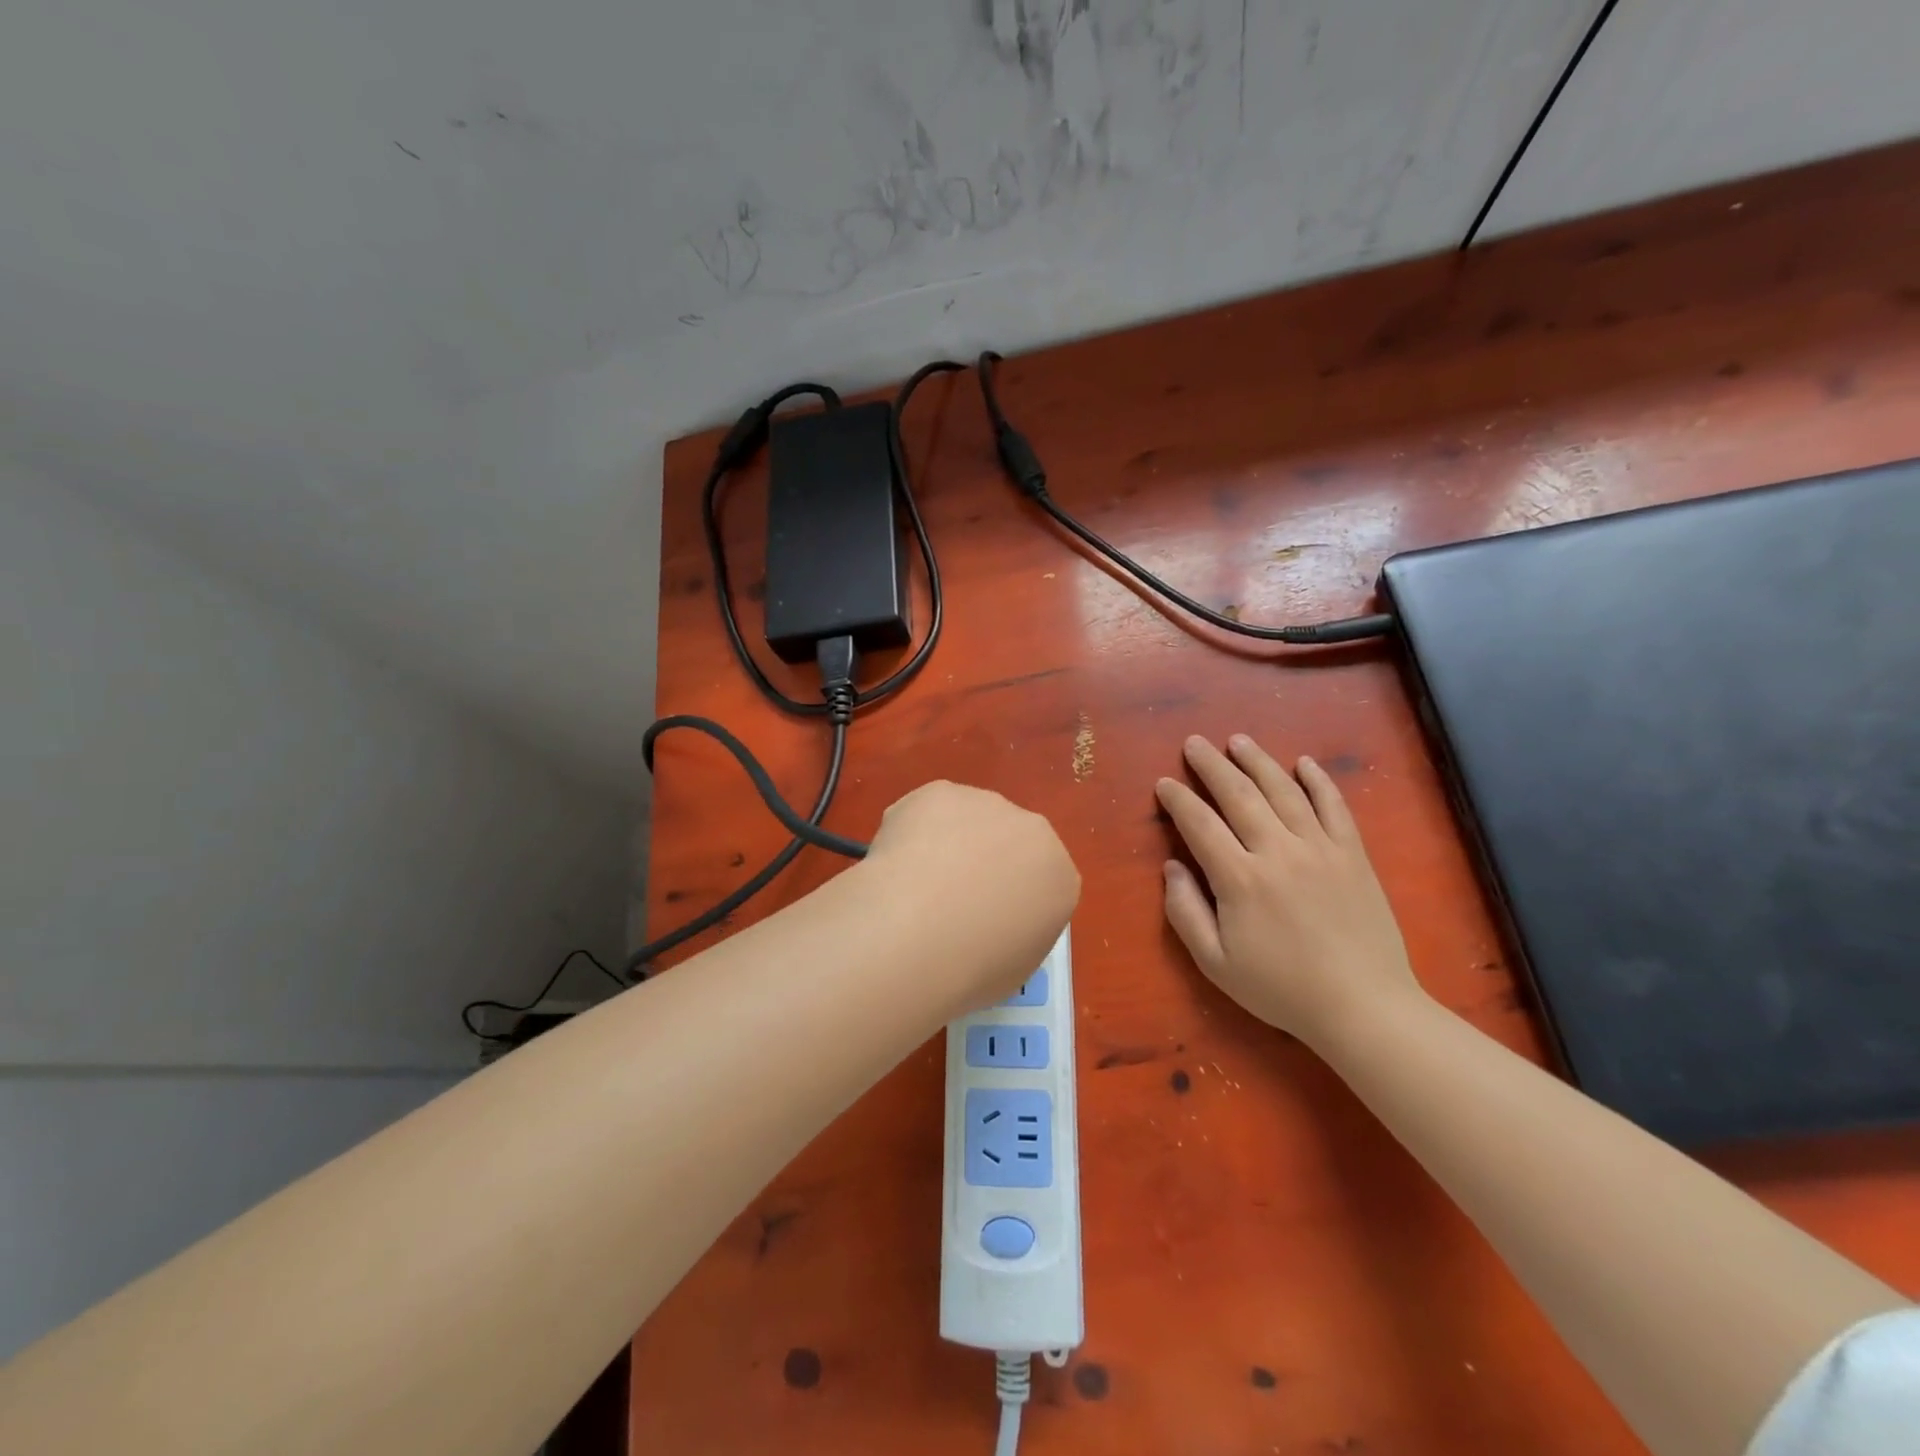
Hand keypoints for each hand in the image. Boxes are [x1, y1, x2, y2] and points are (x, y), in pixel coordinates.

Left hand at [863, 780, 1080, 1007]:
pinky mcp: (941, 791)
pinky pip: (927, 812)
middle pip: (1008, 842)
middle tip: (946, 902)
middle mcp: (1032, 830)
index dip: (1007, 899)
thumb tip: (991, 923)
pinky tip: (895, 865)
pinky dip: (911, 832)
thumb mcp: (1016, 968)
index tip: (981, 922)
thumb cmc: (974, 966)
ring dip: (947, 844)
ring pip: (967, 821)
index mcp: (1060, 877)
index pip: (1040, 882)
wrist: (918, 932)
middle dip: (982, 863)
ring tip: (913, 886)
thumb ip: (1016, 932)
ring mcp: (986, 804)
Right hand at [1156, 735, 1423, 1047]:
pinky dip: (1319, 781)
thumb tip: (1171, 866)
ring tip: (1238, 741)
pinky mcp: (1353, 855)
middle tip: (1194, 743)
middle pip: (1239, 795)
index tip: (1164, 783)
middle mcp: (1278, 851)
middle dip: (1212, 766)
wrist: (1364, 1007)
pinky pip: (1334, 807)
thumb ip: (1185, 912)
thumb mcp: (1216, 963)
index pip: (1200, 824)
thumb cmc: (1282, 989)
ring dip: (1258, 761)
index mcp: (1239, 879)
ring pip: (1284, 791)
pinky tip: (1304, 763)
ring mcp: (1320, 848)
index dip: (1178, 800)